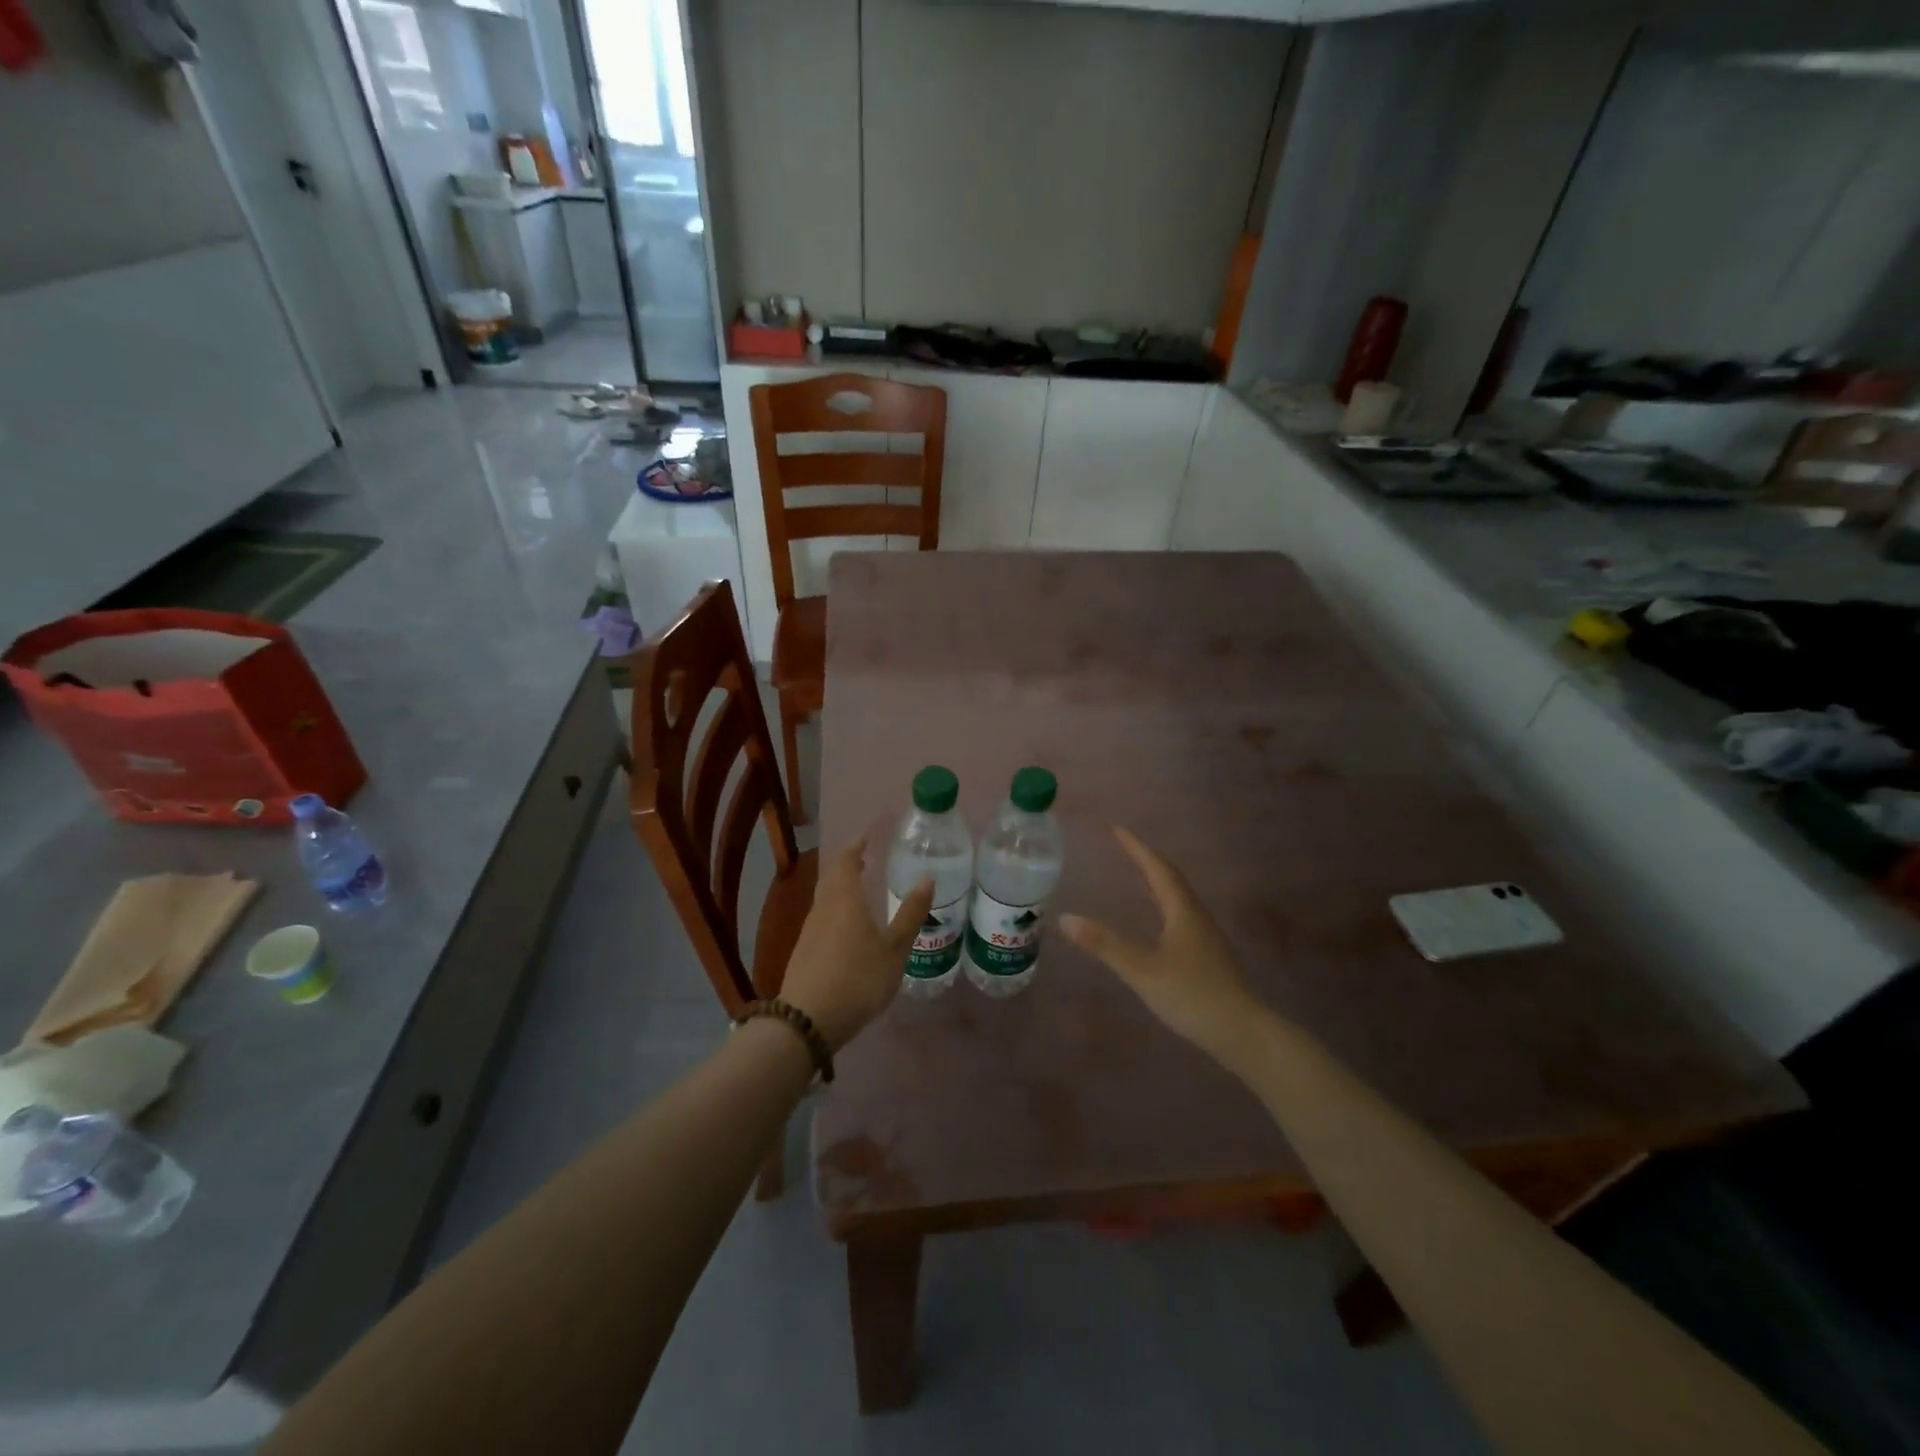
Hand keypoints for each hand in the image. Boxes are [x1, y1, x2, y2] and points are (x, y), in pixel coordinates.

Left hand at [779, 839, 931, 1052]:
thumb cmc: (857, 978)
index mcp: (845, 899)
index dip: (856, 847)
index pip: (846, 861)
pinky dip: (836, 911)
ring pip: (825, 899)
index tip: (867, 837)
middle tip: (865, 860)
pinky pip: (822, 919)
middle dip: (847, 866)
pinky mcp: (804, 952)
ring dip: (841, 889)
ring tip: (860, 891)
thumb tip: (927, 877)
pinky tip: (848, 928)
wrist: (807, 1021)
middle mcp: (823, 908)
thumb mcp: (894, 949)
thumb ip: (910, 914)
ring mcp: (810, 931)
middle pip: (832, 878)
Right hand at [1060, 828, 1264, 1068]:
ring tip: (1137, 875)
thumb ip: (1105, 945)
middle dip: (1147, 860)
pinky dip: (1163, 904)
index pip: (1157, 869)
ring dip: (1157, 882)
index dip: (1137, 848)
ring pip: (1178, 898)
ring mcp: (1204, 936)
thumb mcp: (1143, 969)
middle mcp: (1196, 916)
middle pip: (1171, 879)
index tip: (1117, 829)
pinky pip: (1180, 915)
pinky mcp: (1207, 956)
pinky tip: (1156, 920)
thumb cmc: (1192, 995)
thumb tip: (1065, 918)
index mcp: (1182, 911)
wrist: (1243, 1033)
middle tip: (1125, 847)